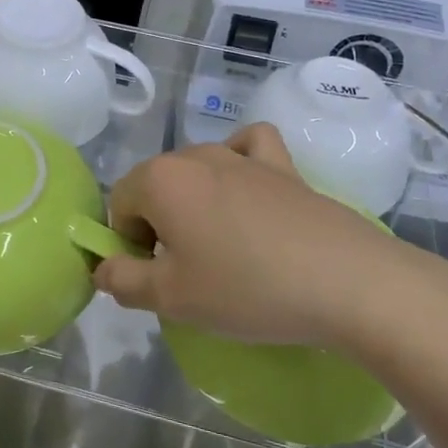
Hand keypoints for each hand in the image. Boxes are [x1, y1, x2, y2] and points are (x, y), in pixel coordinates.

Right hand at [94, 124, 447, 350]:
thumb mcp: (172, 298)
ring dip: (193, 204)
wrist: (346, 281)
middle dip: (157, 226)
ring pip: (195, 171)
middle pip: (154, 186)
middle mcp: (195, 155)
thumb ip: (122, 281)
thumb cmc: (246, 289)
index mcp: (159, 180)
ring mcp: (241, 156)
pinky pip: (248, 148)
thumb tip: (102, 266)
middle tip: (188, 274)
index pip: (118, 205)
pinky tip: (247, 188)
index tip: (157, 279)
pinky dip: (239, 162)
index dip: (127, 245)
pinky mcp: (283, 166)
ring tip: (221, 248)